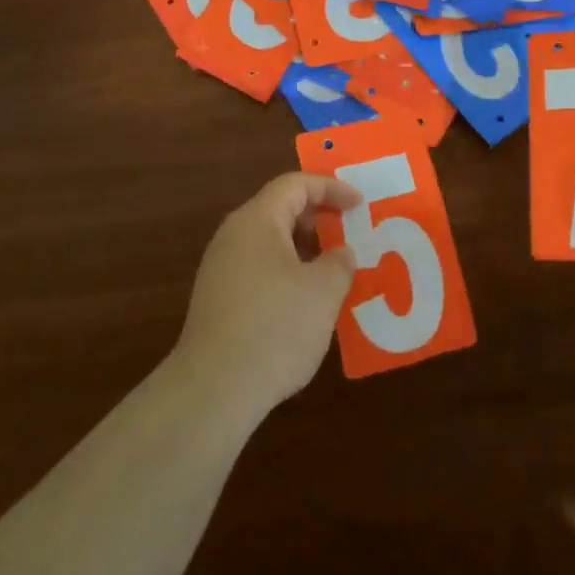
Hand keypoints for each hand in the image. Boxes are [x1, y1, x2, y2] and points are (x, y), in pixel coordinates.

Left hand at [173, 173, 359, 420]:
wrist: (214, 389)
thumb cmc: (275, 327)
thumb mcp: (323, 291)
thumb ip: (339, 263)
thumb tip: (340, 253)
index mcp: (257, 220)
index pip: (295, 185)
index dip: (331, 188)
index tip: (360, 205)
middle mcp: (233, 236)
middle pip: (279, 209)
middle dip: (318, 218)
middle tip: (349, 233)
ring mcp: (220, 268)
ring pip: (269, 242)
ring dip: (304, 249)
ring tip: (333, 271)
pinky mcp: (218, 300)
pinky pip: (259, 269)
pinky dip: (287, 272)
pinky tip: (305, 304)